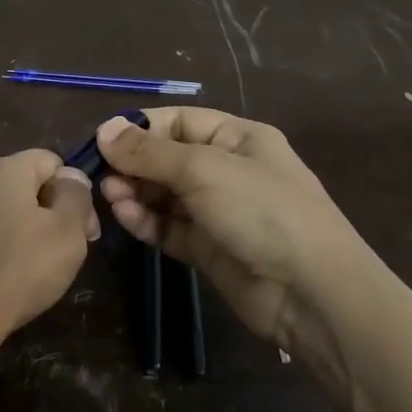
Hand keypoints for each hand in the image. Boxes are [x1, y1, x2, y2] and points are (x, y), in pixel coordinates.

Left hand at [0, 150, 97, 391]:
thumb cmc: (12, 271)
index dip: (71, 190)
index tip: (83, 233)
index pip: (48, 160)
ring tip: (16, 275)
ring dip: (6, 232)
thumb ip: (76, 198)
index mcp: (3, 168)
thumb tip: (70, 177)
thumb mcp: (66, 235)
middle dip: (39, 212)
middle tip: (54, 257)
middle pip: (14, 183)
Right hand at [97, 109, 389, 379]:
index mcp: (237, 138)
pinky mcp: (207, 248)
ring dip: (135, 193)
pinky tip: (125, 217)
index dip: (140, 128)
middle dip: (133, 164)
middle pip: (167, 159)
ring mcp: (217, 212)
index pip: (179, 122)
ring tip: (110, 197)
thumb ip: (149, 152)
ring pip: (163, 195)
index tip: (102, 141)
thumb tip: (104, 129)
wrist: (309, 290)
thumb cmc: (261, 211)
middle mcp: (226, 170)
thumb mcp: (203, 169)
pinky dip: (145, 221)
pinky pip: (168, 227)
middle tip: (101, 176)